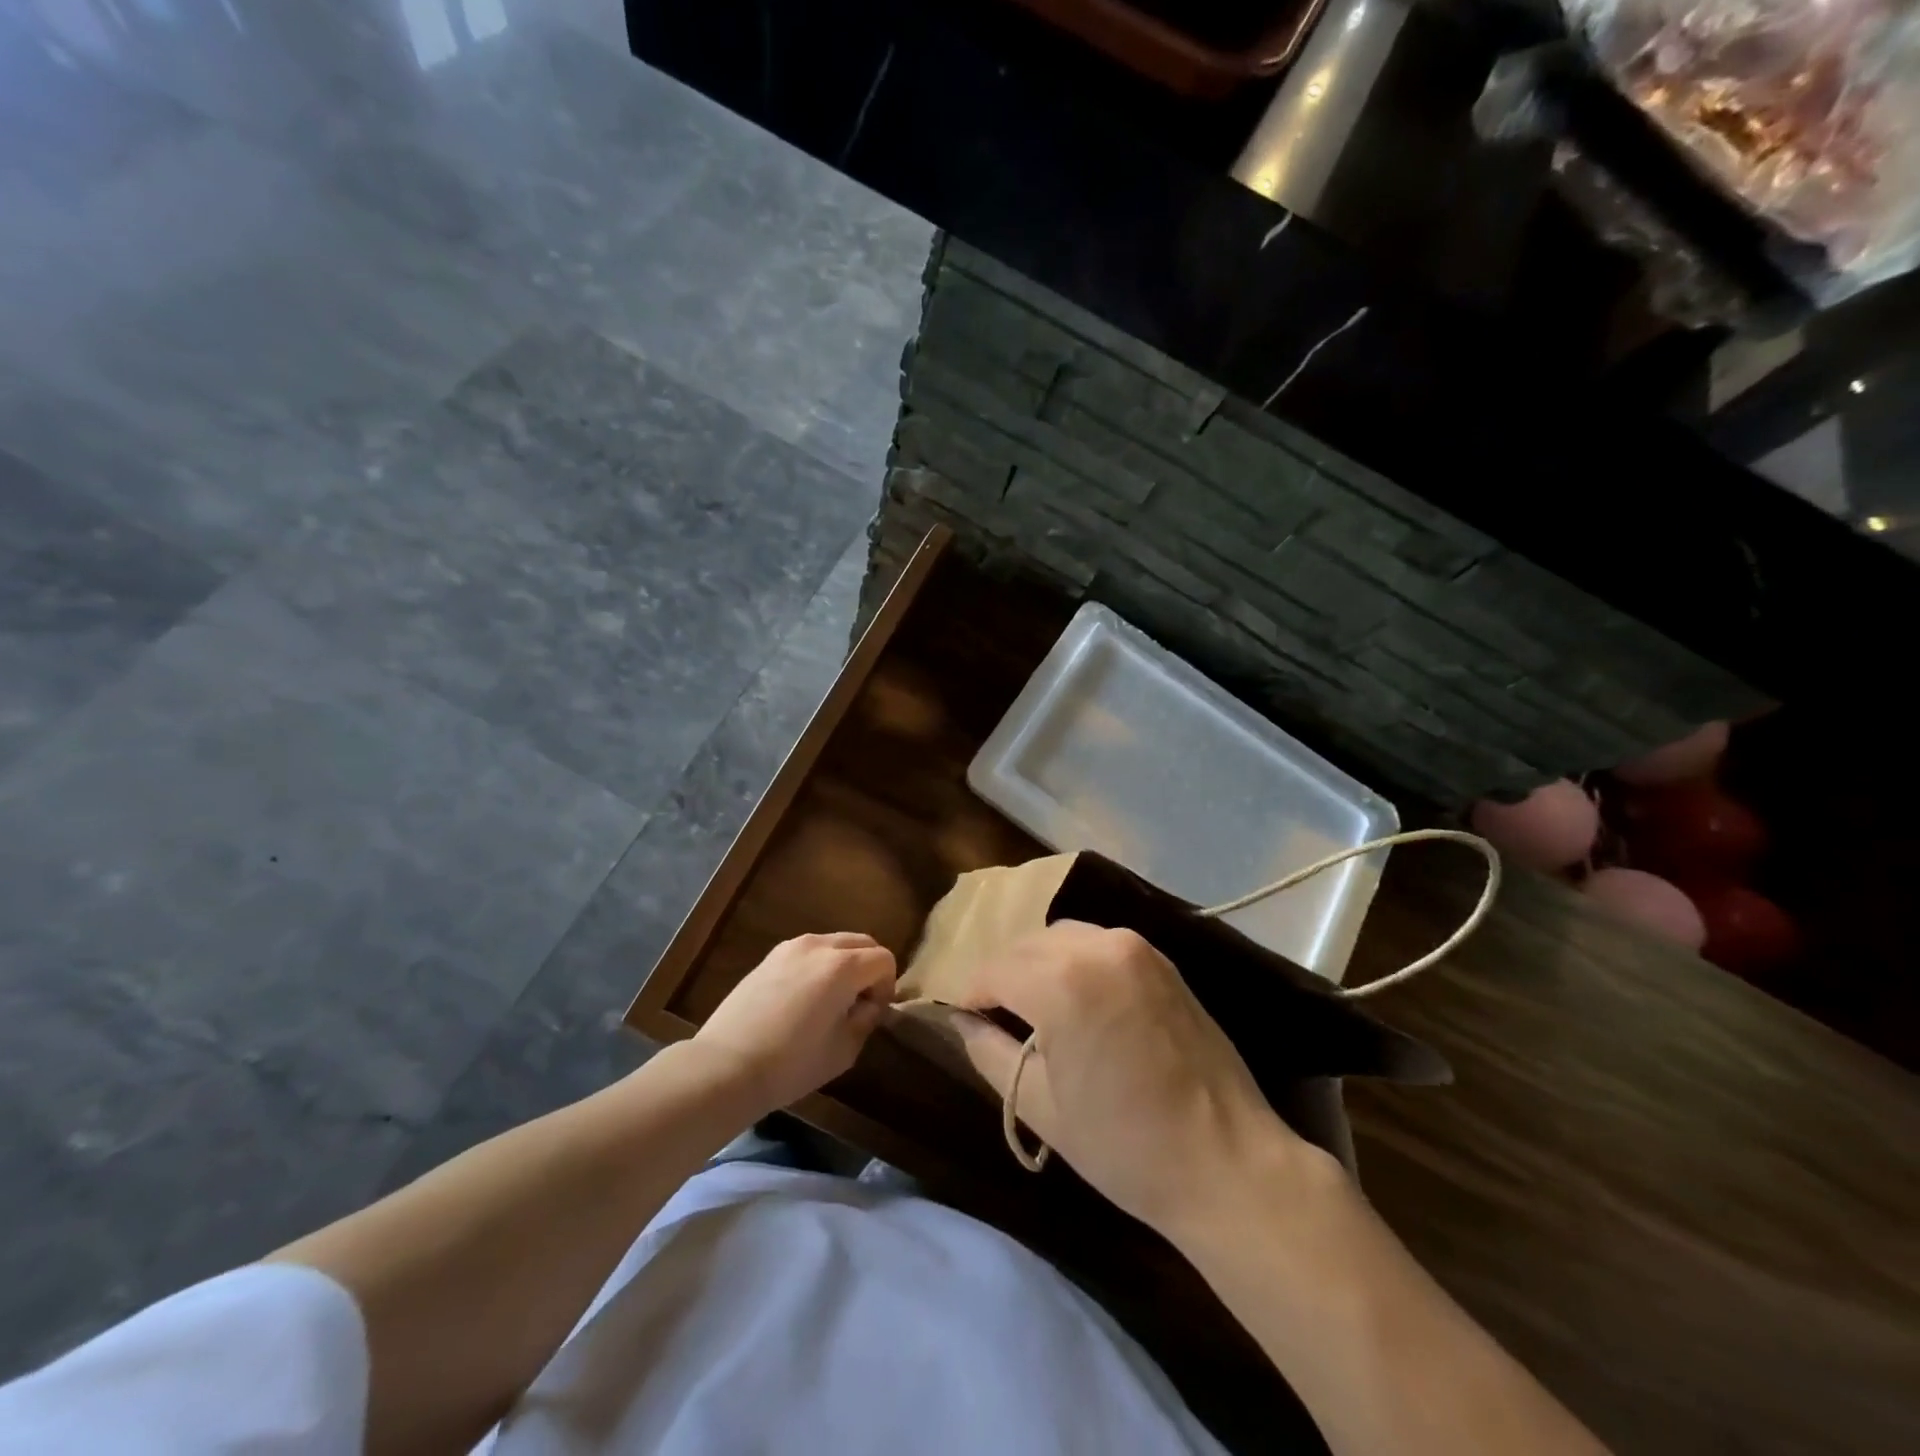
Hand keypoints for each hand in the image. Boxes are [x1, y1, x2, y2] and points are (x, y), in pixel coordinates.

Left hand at [693, 932, 896, 1113]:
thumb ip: (866, 1020)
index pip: (884, 959)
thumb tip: (869, 1005)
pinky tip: (803, 999)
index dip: (887, 985)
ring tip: (830, 1001)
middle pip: (862, 943)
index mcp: (842, 966)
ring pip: (834, 943)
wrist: (725, 1066)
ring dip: (843, 964)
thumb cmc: (791, 1064)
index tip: (874, 1013)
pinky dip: (818, 966)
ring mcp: (790, 947)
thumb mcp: (844, 1050)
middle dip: (869, 968)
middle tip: (858, 1004)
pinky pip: (808, 952)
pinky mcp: (769, 957)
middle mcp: (819, 946)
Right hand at [950, 921, 1335, 1237]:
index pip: (993, 970)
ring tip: (1035, 1009)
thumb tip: (959, 1021)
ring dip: (1038, 964)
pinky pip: (1098, 943)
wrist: (1228, 1163)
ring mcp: (1135, 947)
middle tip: (995, 1020)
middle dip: (1003, 977)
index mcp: (1062, 982)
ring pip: (1061, 937)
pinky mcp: (1160, 959)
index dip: (970, 995)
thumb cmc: (1125, 1146)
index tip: (962, 1020)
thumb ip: (989, 1052)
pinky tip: (1078, 999)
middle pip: (1025, 946)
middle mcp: (1097, 946)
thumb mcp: (1042, 1107)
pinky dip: (1075, 960)